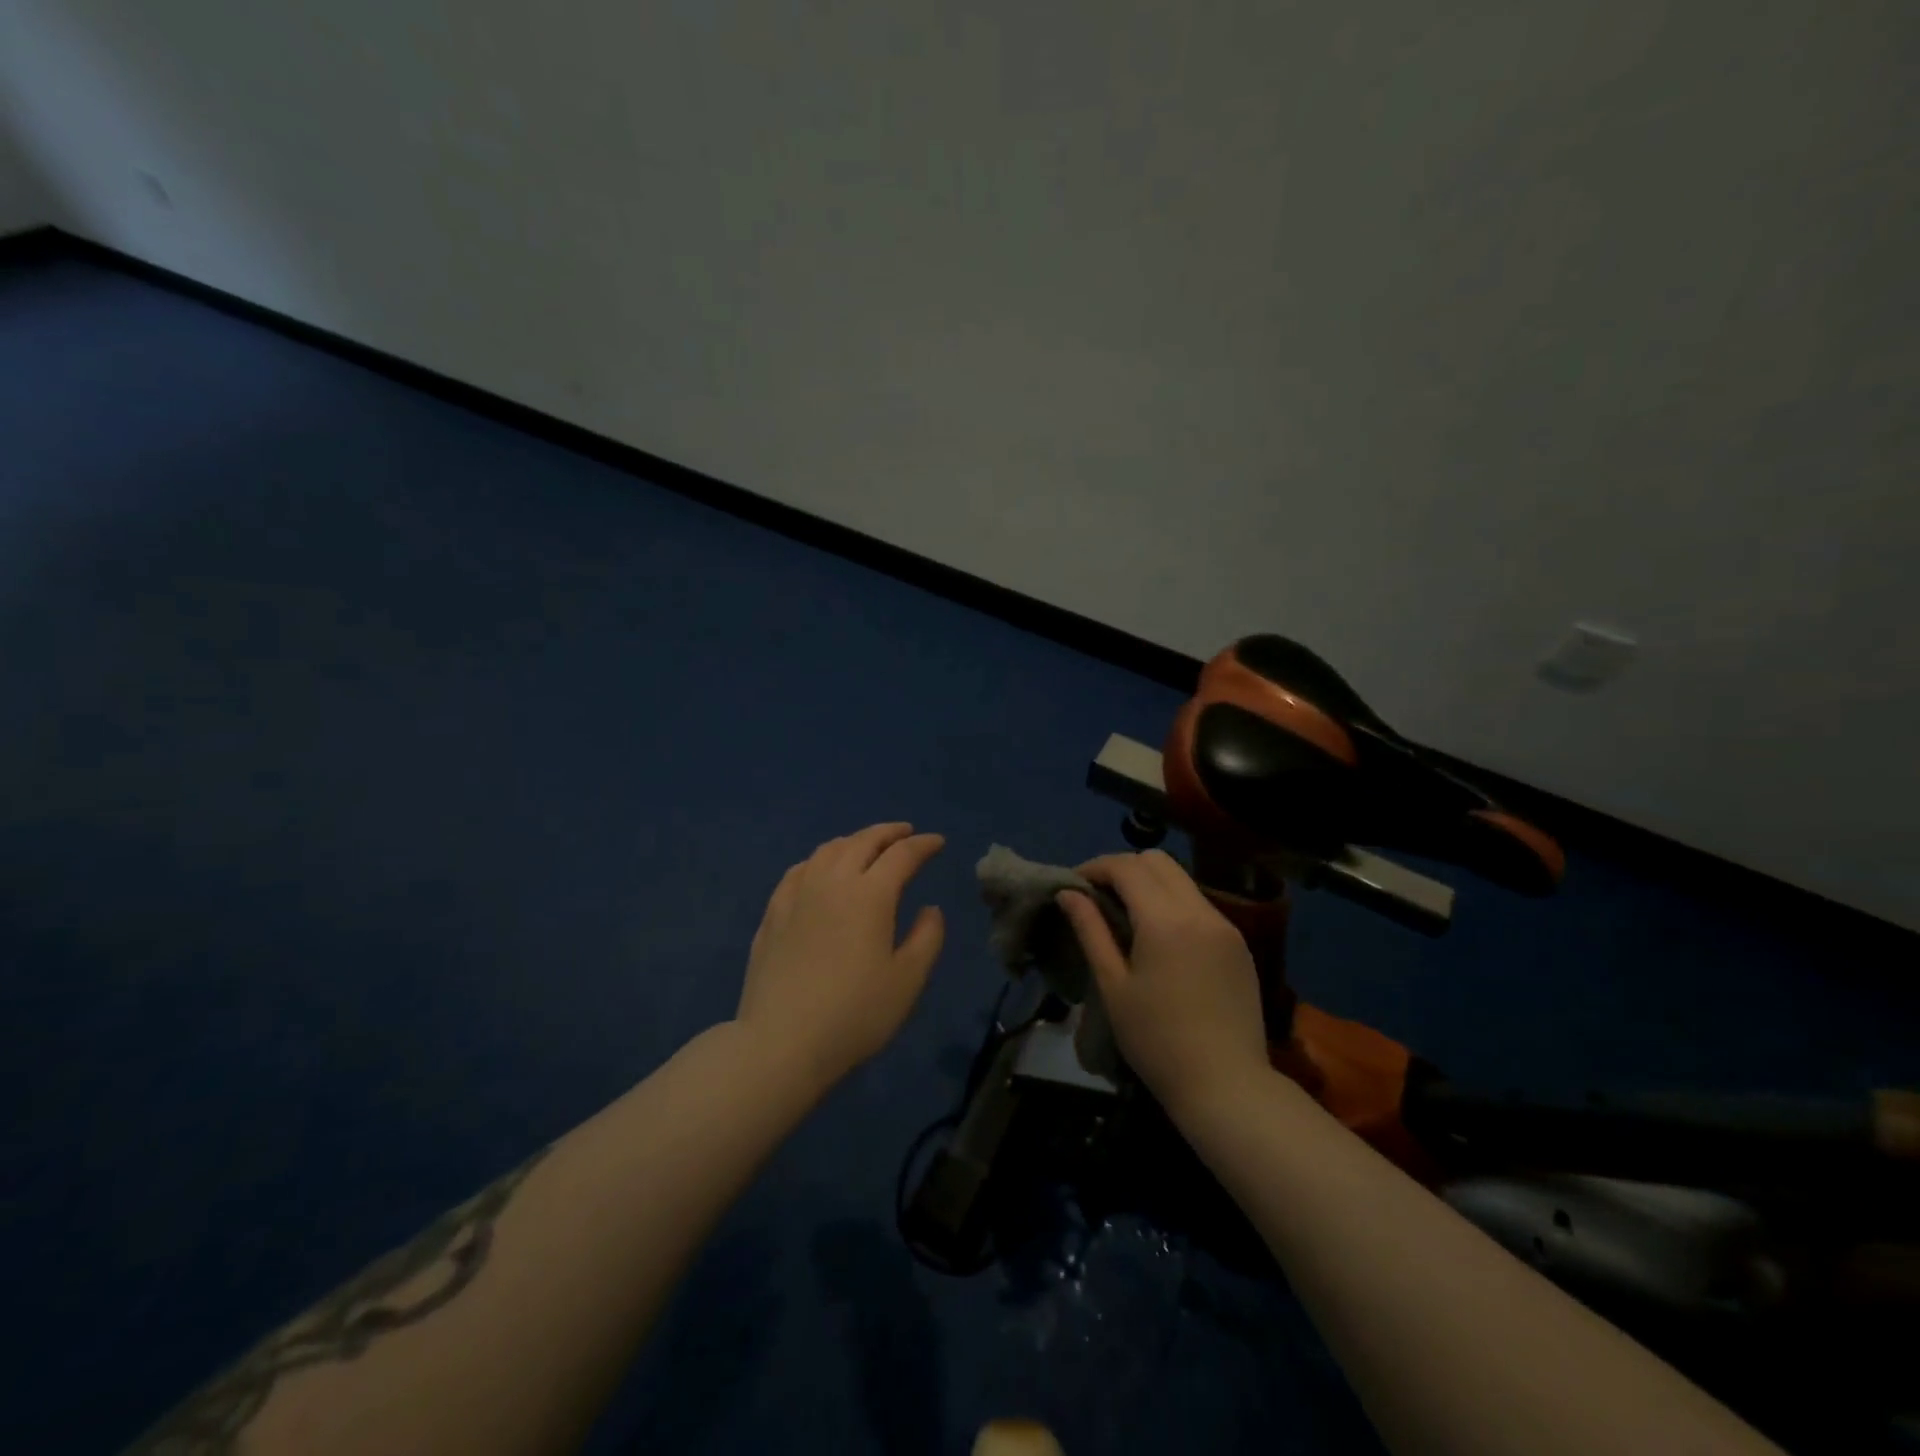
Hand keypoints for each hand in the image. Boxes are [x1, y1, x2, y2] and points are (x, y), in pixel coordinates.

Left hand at [736, 823, 946, 1091]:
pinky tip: (820, 869)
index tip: (937, 842)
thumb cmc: (855, 1014)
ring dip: (854, 841)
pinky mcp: (773, 913)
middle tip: (906, 833)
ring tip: (866, 846)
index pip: (902, 855)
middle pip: (862, 842)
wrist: (782, 1042)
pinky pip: (799, 870)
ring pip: (828, 850)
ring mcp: (797, 895)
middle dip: (888, 833)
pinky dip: (819, 860)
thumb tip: (930, 908)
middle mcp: (833, 882)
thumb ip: (927, 938)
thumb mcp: (908, 981)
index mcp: (870, 895)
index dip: (923, 845)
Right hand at [1056, 850, 1269, 1115]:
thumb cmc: (1157, 1041)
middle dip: (1123, 868)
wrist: (1227, 1086)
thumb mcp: (1113, 985)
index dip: (1095, 867)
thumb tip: (1068, 894)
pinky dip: (1173, 904)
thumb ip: (1091, 931)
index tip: (1074, 886)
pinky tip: (1160, 938)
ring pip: (1181, 880)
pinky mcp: (1238, 943)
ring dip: (1149, 884)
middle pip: (1157, 861)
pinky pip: (1199, 904)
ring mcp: (1225, 925)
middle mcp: (1199, 910)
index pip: (1126, 867)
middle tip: (1099, 897)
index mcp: (1165, 920)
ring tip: (1125, 916)